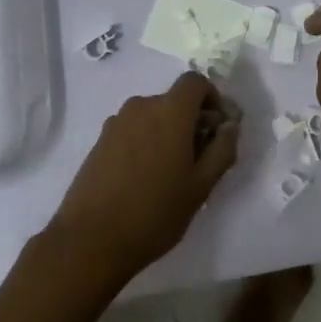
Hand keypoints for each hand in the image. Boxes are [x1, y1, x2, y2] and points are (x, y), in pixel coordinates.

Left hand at [48, 71, 240, 282]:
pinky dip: (145, 141)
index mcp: (169, 112)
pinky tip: (144, 177)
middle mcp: (141, 107)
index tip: (216, 128)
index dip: (211, 98)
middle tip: (199, 158)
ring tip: (170, 172)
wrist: (90, 240)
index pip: (195, 82)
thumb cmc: (154, 213)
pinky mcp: (100, 141)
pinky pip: (132, 129)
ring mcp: (116, 123)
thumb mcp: (200, 186)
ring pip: (152, 116)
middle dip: (191, 120)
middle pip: (174, 100)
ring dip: (167, 132)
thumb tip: (230, 125)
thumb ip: (222, 149)